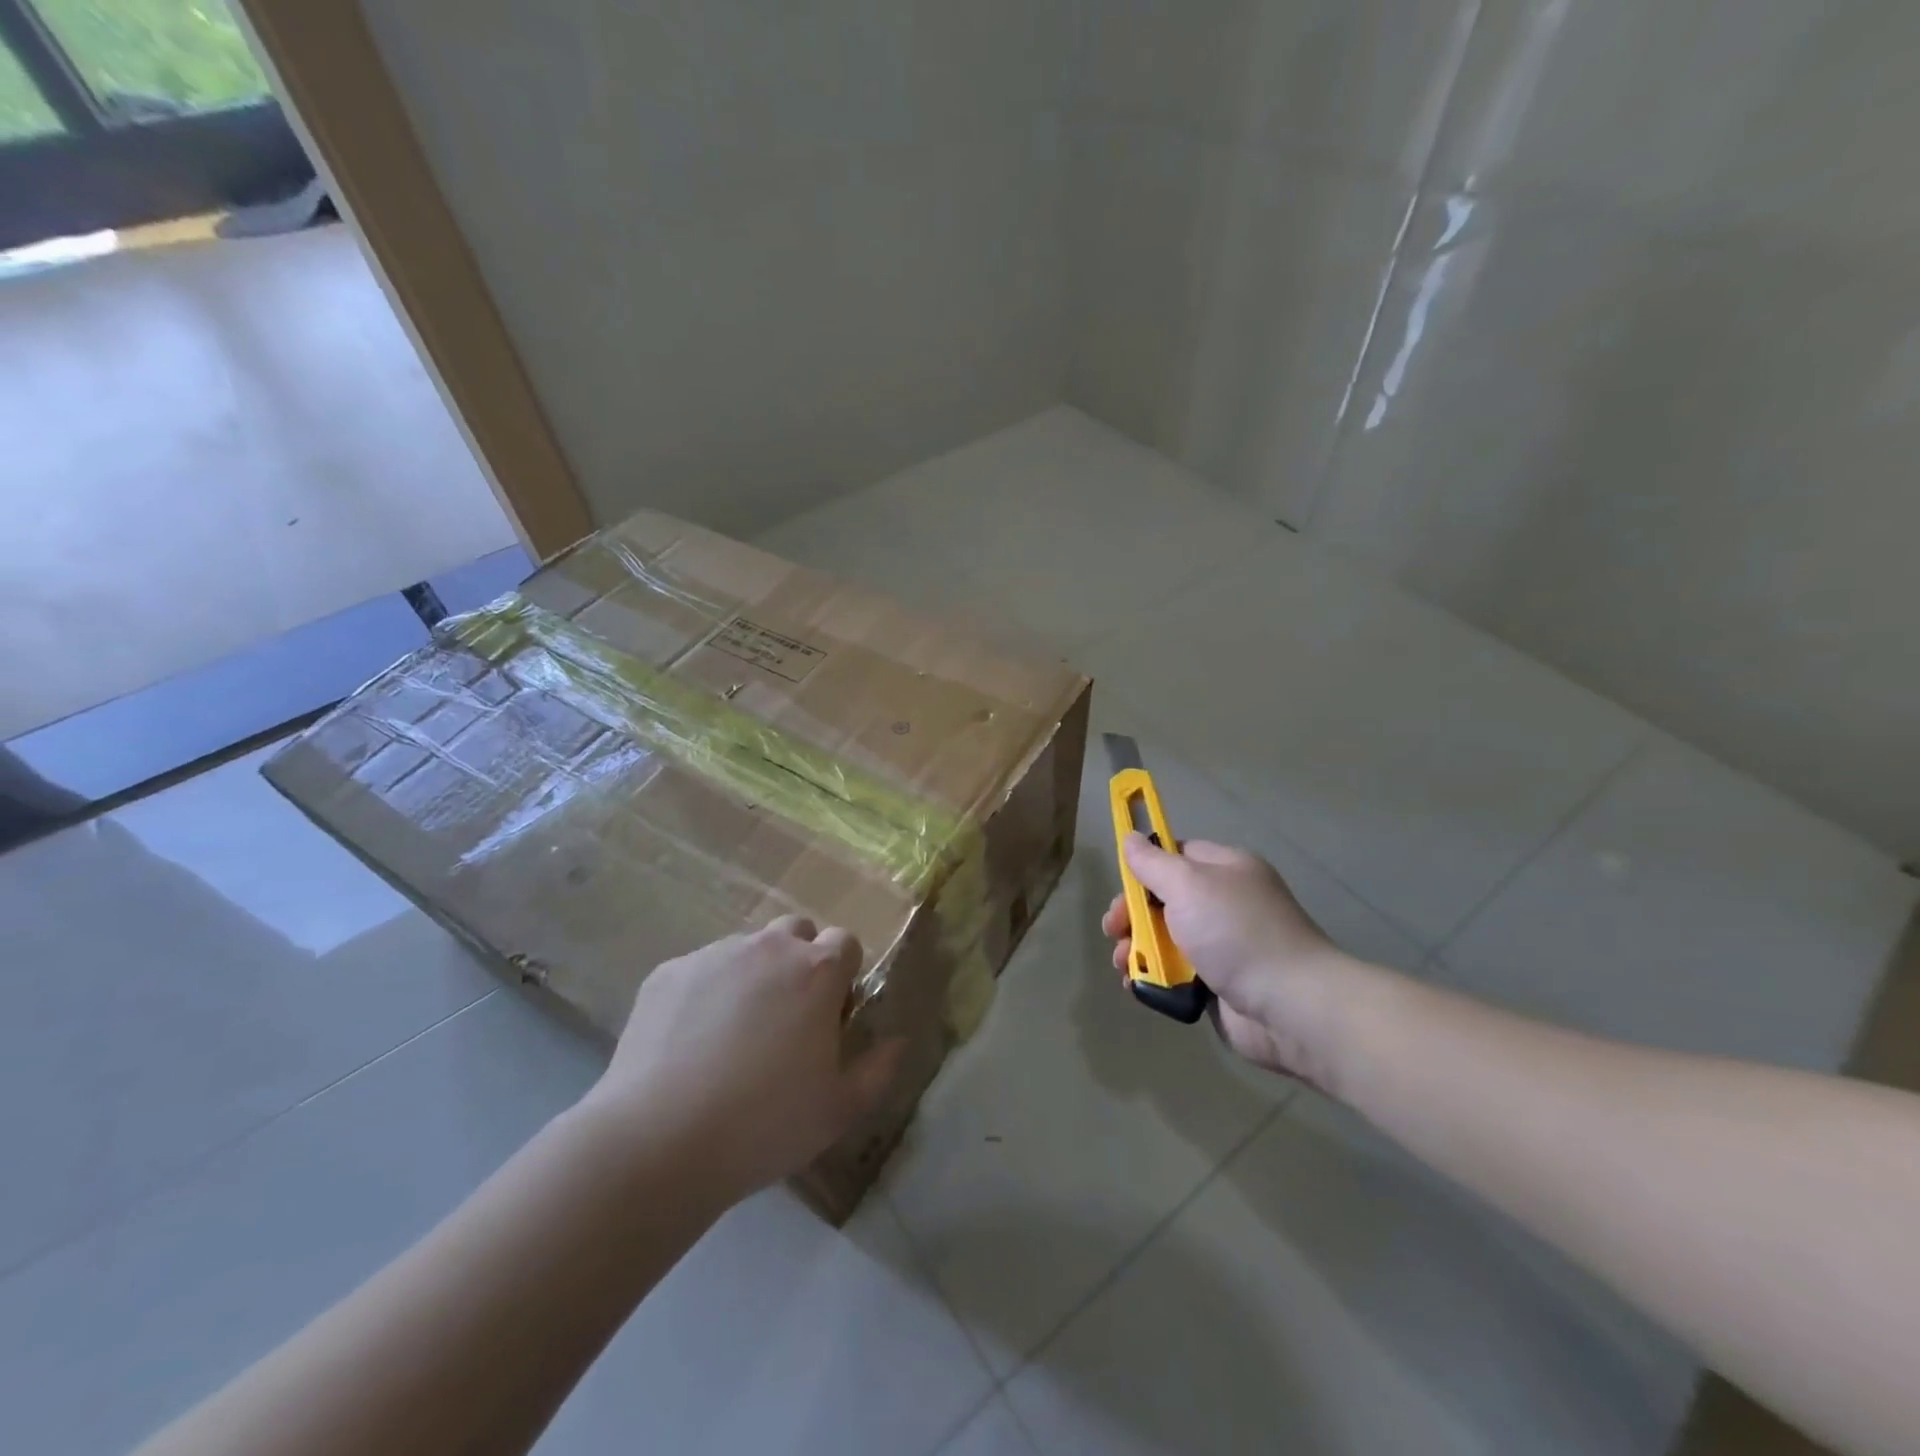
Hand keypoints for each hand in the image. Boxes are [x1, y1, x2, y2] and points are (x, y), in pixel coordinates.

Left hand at [581, 917, 904, 1202]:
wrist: (658, 1141)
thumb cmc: (765, 1124)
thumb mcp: (839, 1109)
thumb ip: (878, 1069)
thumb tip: (897, 1041)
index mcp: (816, 971)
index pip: (846, 942)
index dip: (843, 976)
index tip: (831, 1015)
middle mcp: (768, 948)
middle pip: (796, 932)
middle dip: (800, 961)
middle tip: (787, 1018)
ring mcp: (713, 954)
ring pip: (746, 950)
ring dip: (753, 976)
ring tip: (732, 1035)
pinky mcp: (668, 972)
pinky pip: (700, 969)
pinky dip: (706, 992)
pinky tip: (690, 1043)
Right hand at [1103, 834, 1356, 1085]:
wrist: (1290, 1007)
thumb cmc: (1236, 933)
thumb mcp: (1188, 885)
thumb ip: (1153, 863)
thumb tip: (1130, 837)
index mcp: (1225, 870)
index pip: (1176, 854)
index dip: (1145, 866)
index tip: (1122, 884)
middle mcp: (1223, 903)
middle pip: (1163, 899)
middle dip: (1132, 914)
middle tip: (1114, 930)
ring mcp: (1220, 946)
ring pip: (1164, 939)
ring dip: (1137, 949)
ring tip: (1124, 964)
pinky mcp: (1216, 984)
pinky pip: (1174, 973)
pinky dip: (1154, 978)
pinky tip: (1139, 985)